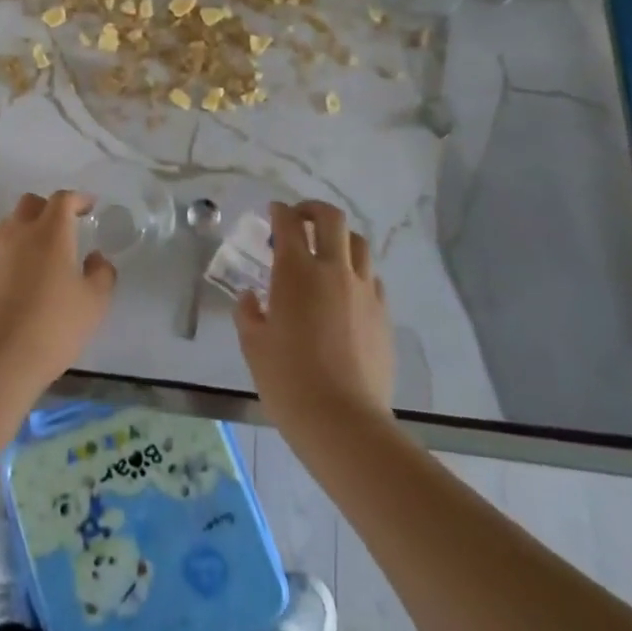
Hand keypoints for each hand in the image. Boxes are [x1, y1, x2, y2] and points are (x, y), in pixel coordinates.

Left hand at [0, 191, 117, 397]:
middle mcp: (17, 235)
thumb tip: (96, 258)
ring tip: (42, 253)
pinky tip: (21, 282)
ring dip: (26, 230)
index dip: (77, 198)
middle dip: (48, 208)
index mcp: (49, 233)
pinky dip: (11, 257)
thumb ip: (101, 274)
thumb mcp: (94, 304)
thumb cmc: (53, 327)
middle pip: (30, 204)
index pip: (62, 200)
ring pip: (9, 227)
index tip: (89, 206)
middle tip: (64, 226)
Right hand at [236, 200, 394, 432]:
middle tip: (300, 219)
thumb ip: (248, 313)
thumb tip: (250, 297)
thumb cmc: (287, 379)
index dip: (279, 211)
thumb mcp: (253, 345)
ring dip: (339, 238)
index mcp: (296, 272)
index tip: (273, 212)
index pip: (288, 224)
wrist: (342, 420)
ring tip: (326, 253)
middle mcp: (334, 271)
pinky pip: (372, 279)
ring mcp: (364, 291)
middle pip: (332, 219)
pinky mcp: (383, 314)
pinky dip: (356, 273)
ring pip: (359, 244)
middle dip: (313, 210)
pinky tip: (345, 292)